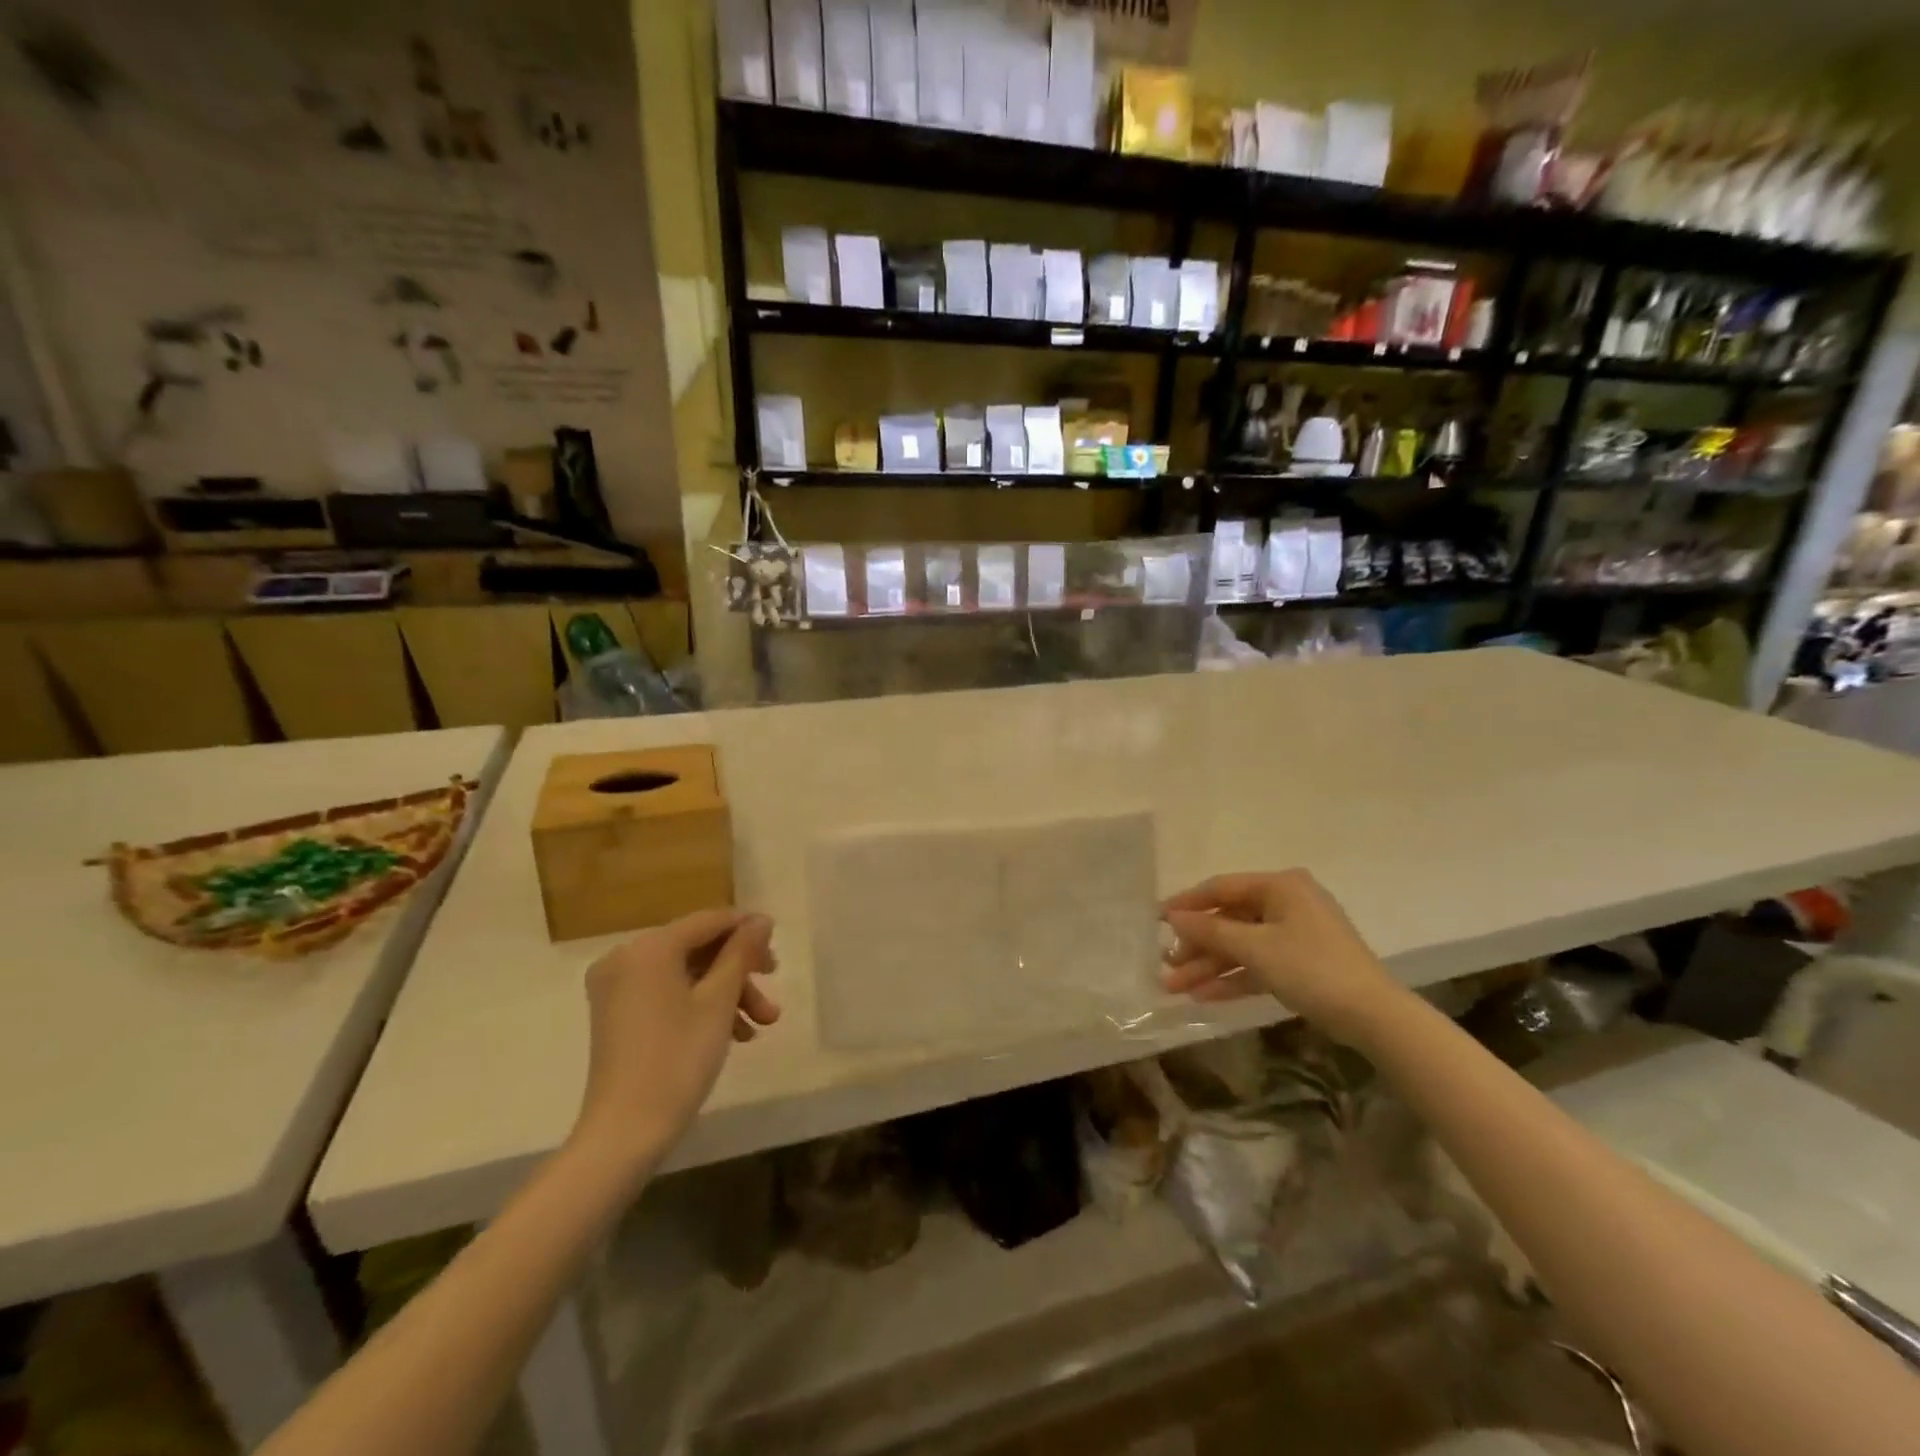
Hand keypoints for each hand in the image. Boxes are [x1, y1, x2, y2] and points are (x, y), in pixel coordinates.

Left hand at [572, 909, 779, 1167]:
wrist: (625, 1131)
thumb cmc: (678, 1059)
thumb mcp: (719, 1001)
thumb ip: (741, 953)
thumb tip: (760, 920)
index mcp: (649, 947)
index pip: (708, 921)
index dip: (746, 928)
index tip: (778, 944)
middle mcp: (626, 956)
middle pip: (697, 947)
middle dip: (739, 969)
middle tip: (773, 985)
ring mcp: (617, 986)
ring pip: (686, 973)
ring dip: (726, 992)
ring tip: (760, 1025)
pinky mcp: (616, 1013)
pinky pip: (667, 992)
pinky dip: (699, 1005)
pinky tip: (733, 1033)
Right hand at [1161, 870, 1400, 1044]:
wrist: (1373, 1016)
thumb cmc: (1311, 968)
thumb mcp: (1255, 947)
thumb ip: (1210, 930)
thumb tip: (1173, 916)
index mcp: (1280, 886)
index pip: (1221, 888)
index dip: (1187, 904)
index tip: (1157, 920)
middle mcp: (1286, 903)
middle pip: (1229, 920)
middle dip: (1196, 946)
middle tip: (1166, 965)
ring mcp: (1295, 934)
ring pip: (1241, 946)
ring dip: (1209, 967)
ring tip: (1174, 987)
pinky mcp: (1300, 964)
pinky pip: (1257, 964)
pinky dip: (1233, 978)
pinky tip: (1203, 996)